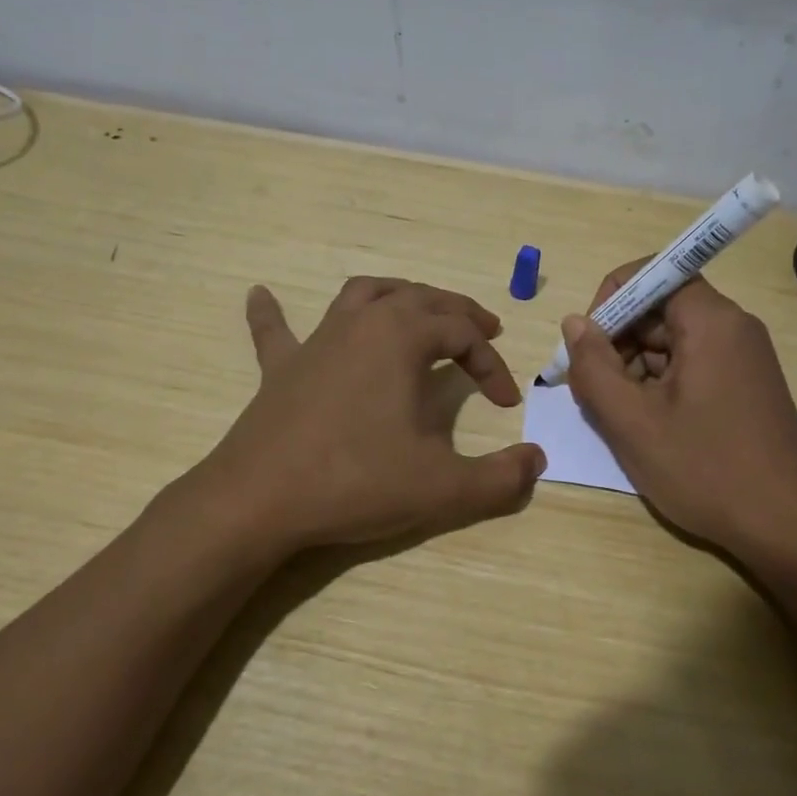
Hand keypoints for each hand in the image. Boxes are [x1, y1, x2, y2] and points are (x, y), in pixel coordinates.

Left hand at [194, 277, 545, 553]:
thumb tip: (537, 461)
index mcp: (401, 337)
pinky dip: (273, 312)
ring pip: (364, 295)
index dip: (492, 365)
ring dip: (399, 295)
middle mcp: (361, 323)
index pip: (462, 334)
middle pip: (421, 299)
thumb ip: (500, 478)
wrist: (258, 501)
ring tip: (419, 309)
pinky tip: (260, 293)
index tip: (506, 404)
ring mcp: (316, 341)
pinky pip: (276, 330)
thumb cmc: (355, 482)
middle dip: (458, 313)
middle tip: (484, 331)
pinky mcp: (280, 368)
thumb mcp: (442, 487)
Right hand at [558, 261, 796, 557]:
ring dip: (635, 369)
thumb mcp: (632, 421)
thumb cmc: (706, 471)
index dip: (612, 299)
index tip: (589, 344)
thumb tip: (574, 323)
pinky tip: (647, 426)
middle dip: (618, 341)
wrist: (787, 529)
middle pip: (661, 309)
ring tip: (618, 417)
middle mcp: (734, 328)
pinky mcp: (745, 387)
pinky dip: (660, 386)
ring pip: (673, 342)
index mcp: (712, 321)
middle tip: (594, 391)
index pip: (654, 273)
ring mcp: (744, 359)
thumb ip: (593, 367)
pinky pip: (692, 367)